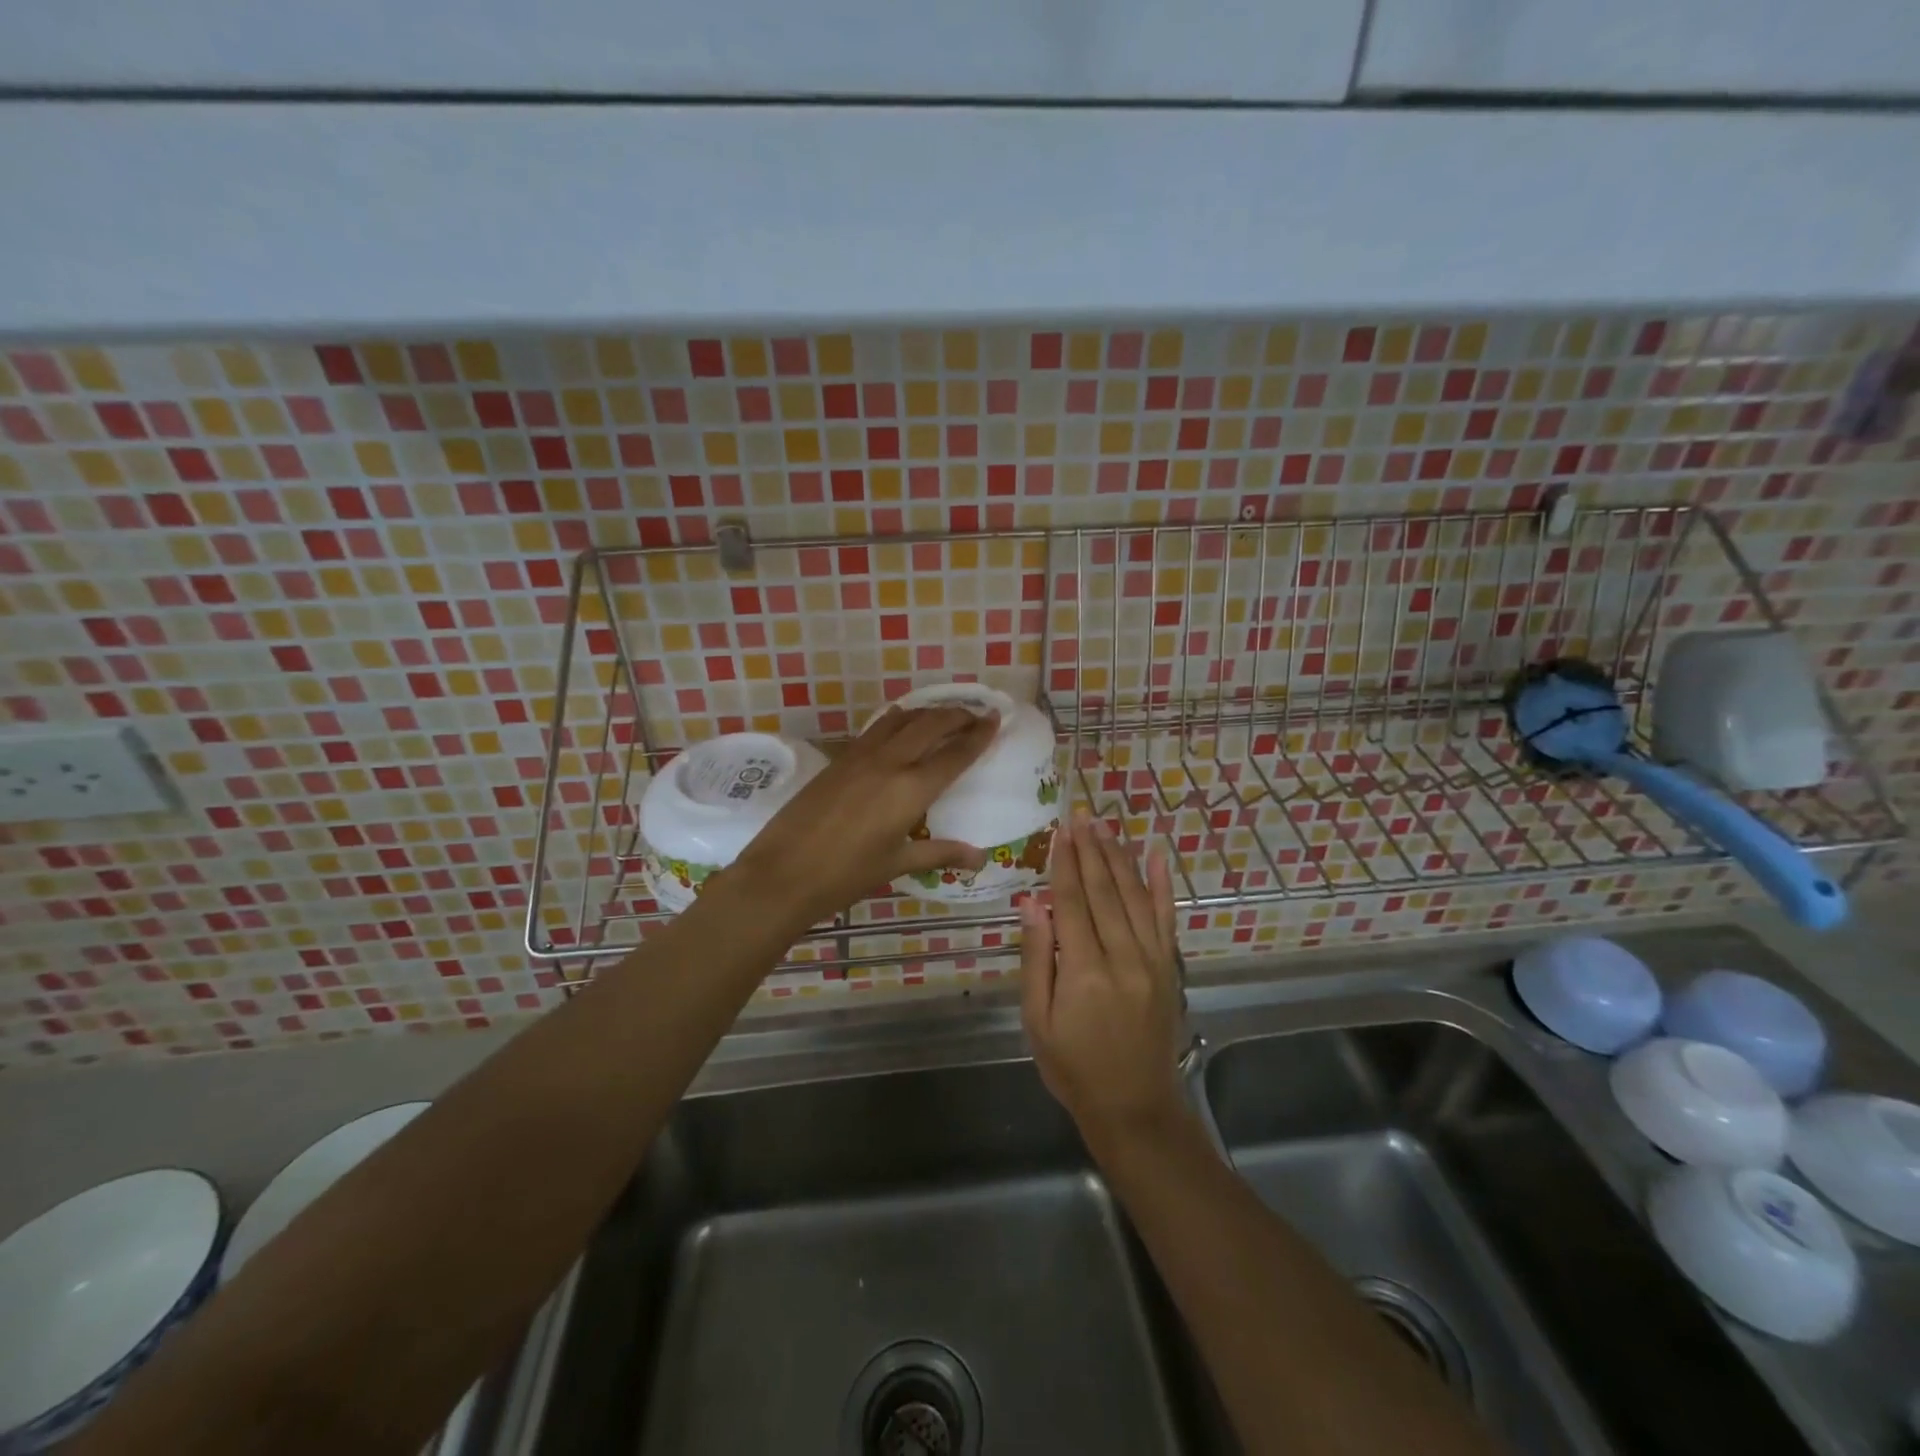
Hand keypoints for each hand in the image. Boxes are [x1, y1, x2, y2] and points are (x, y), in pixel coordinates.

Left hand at [727, 706, 997, 929]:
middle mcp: (889, 762)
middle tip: (975, 714)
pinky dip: (898, 721)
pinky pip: (877, 729)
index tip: (995, 718)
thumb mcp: (896, 864)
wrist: (782, 873)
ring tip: (942, 715)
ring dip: (926, 712)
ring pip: (901, 719)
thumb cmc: (845, 876)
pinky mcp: (838, 759)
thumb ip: (940, 853)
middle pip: (930, 724)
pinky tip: (900, 728)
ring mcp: (860, 756)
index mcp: (911, 789)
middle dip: (957, 714)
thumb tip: (979, 858)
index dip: (978, 734)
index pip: (954, 753)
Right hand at [1021, 809, 1185, 1146]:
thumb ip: (1037, 959)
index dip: (1065, 863)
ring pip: (1134, 896)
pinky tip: (1156, 856)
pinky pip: (1166, 918)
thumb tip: (1031, 904)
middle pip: (1103, 891)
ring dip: (1118, 857)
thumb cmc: (1073, 1067)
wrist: (1135, 1107)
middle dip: (1090, 850)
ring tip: (1106, 826)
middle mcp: (1122, 957)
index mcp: (1083, 971)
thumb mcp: (1038, 1020)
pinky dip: (1162, 885)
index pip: (1072, 903)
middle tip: (1081, 814)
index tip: (1060, 830)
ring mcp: (1152, 961)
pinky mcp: (1170, 968)